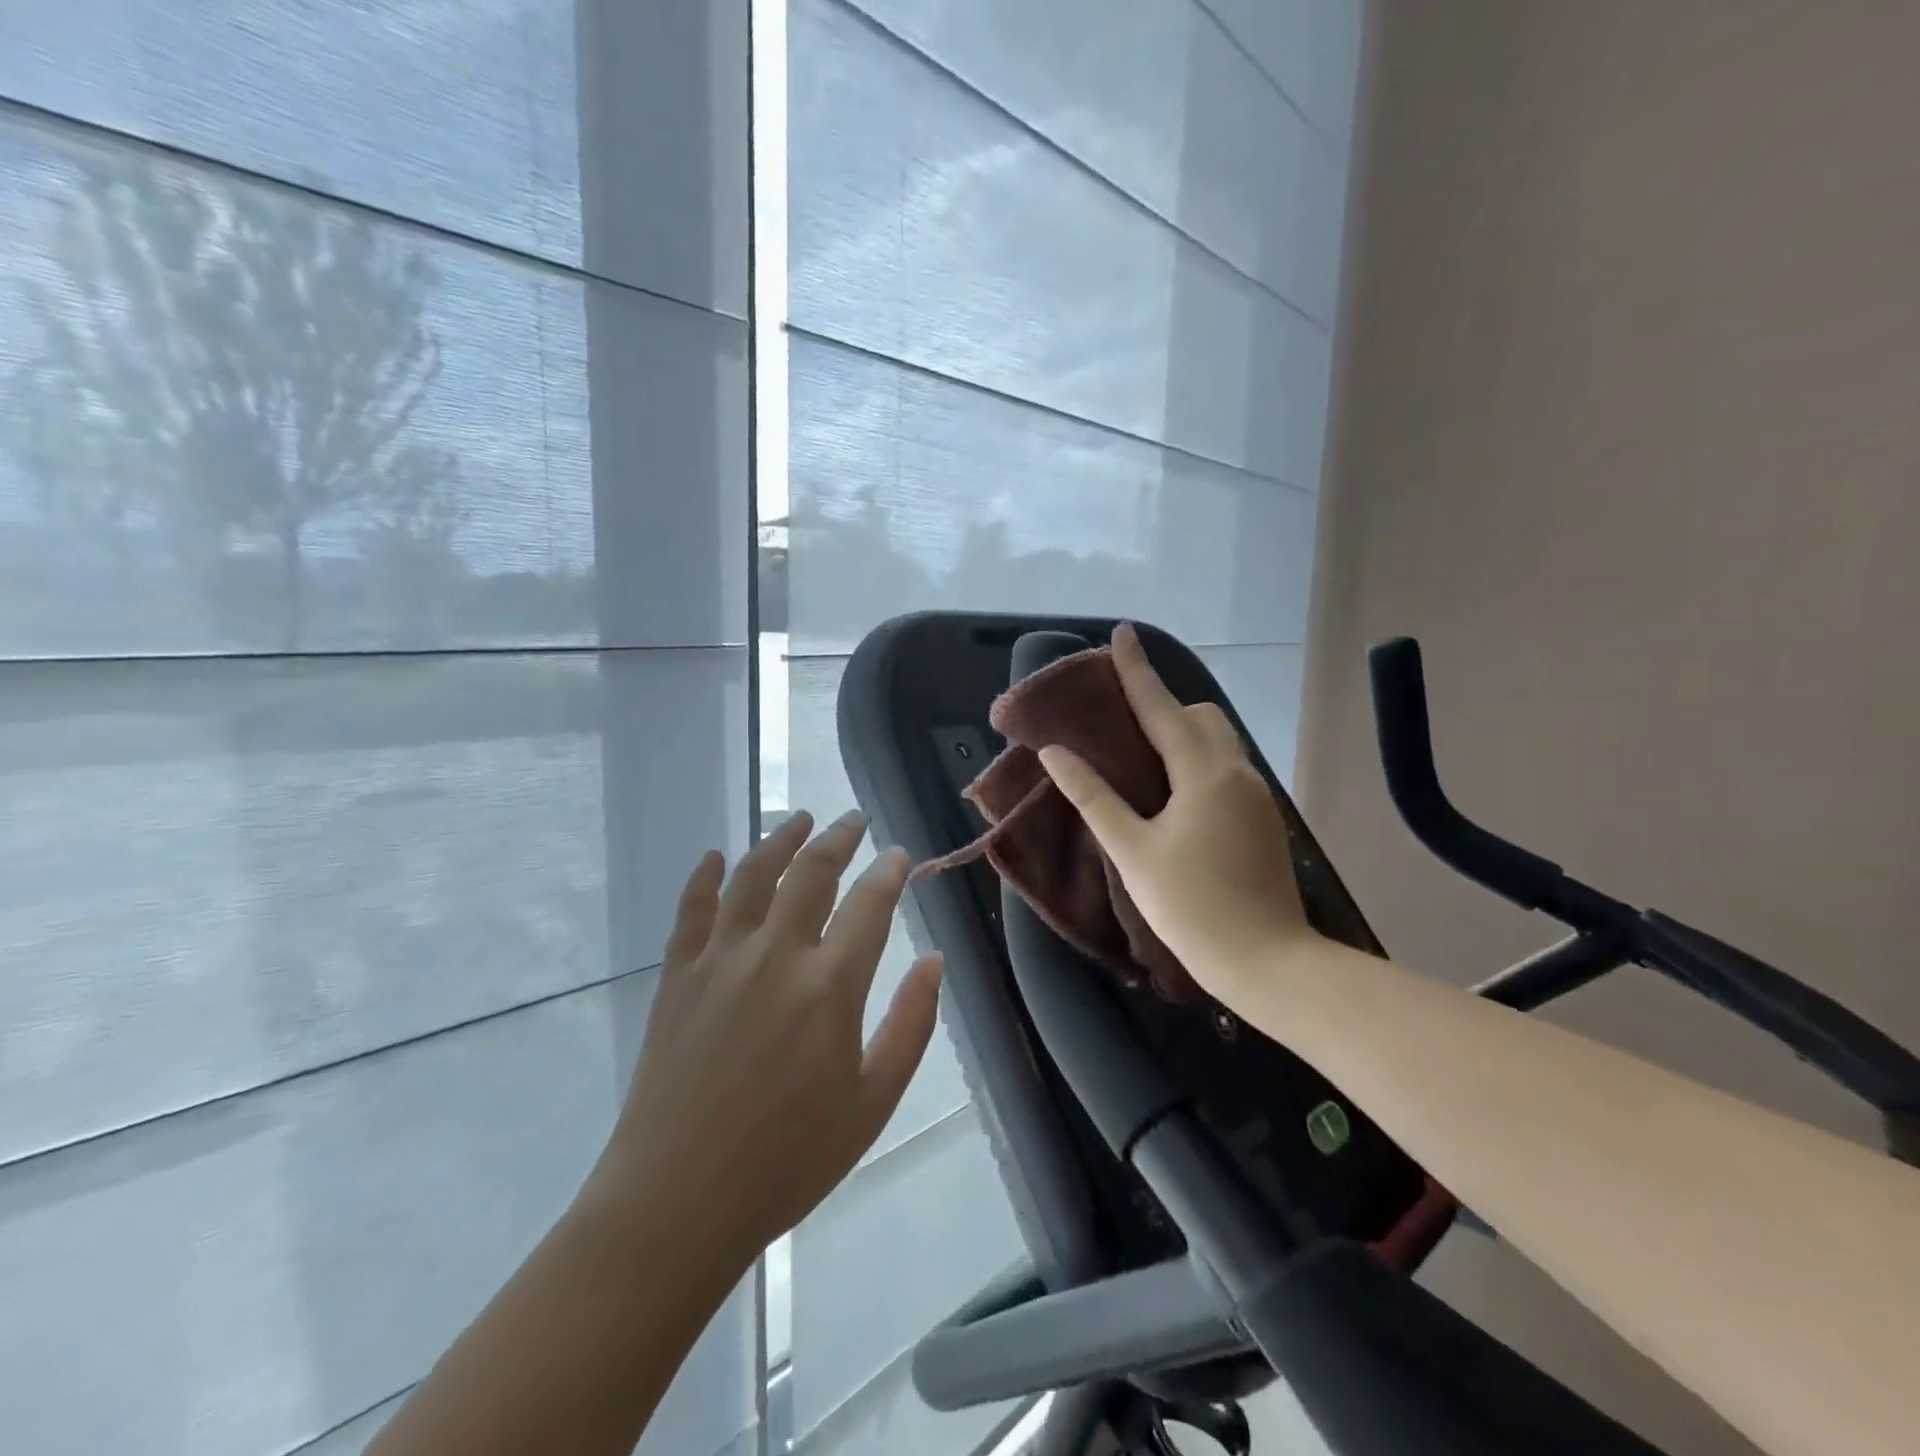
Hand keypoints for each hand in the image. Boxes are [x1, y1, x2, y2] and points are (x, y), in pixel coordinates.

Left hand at [595, 810, 942, 1270]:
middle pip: (812, 873)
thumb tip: (934, 963)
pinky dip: (706, 876)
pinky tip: (717, 856)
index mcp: (830, 987)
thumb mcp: (873, 1102)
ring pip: (754, 875)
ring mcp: (720, 960)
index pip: (870, 904)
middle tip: (854, 820)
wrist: (677, 1201)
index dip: (890, 872)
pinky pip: (692, 909)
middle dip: (839, 838)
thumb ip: (911, 1025)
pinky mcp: (677, 976)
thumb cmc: (789, 1159)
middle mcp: (776, 955)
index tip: (899, 855)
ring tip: (800, 819)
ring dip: (781, 839)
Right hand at [1037, 624, 1311, 1001]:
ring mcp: (1255, 795)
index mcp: (1203, 771)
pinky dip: (1196, 761)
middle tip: (1121, 721)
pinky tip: (1172, 794)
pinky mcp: (1262, 818)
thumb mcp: (1132, 850)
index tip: (1122, 632)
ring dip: (1181, 734)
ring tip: (1141, 758)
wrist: (1267, 961)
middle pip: (1199, 715)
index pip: (1161, 706)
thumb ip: (1093, 796)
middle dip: (1162, 705)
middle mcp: (1235, 770)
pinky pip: (1225, 768)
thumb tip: (1056, 753)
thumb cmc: (1191, 906)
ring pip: (1217, 741)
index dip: (1136, 669)